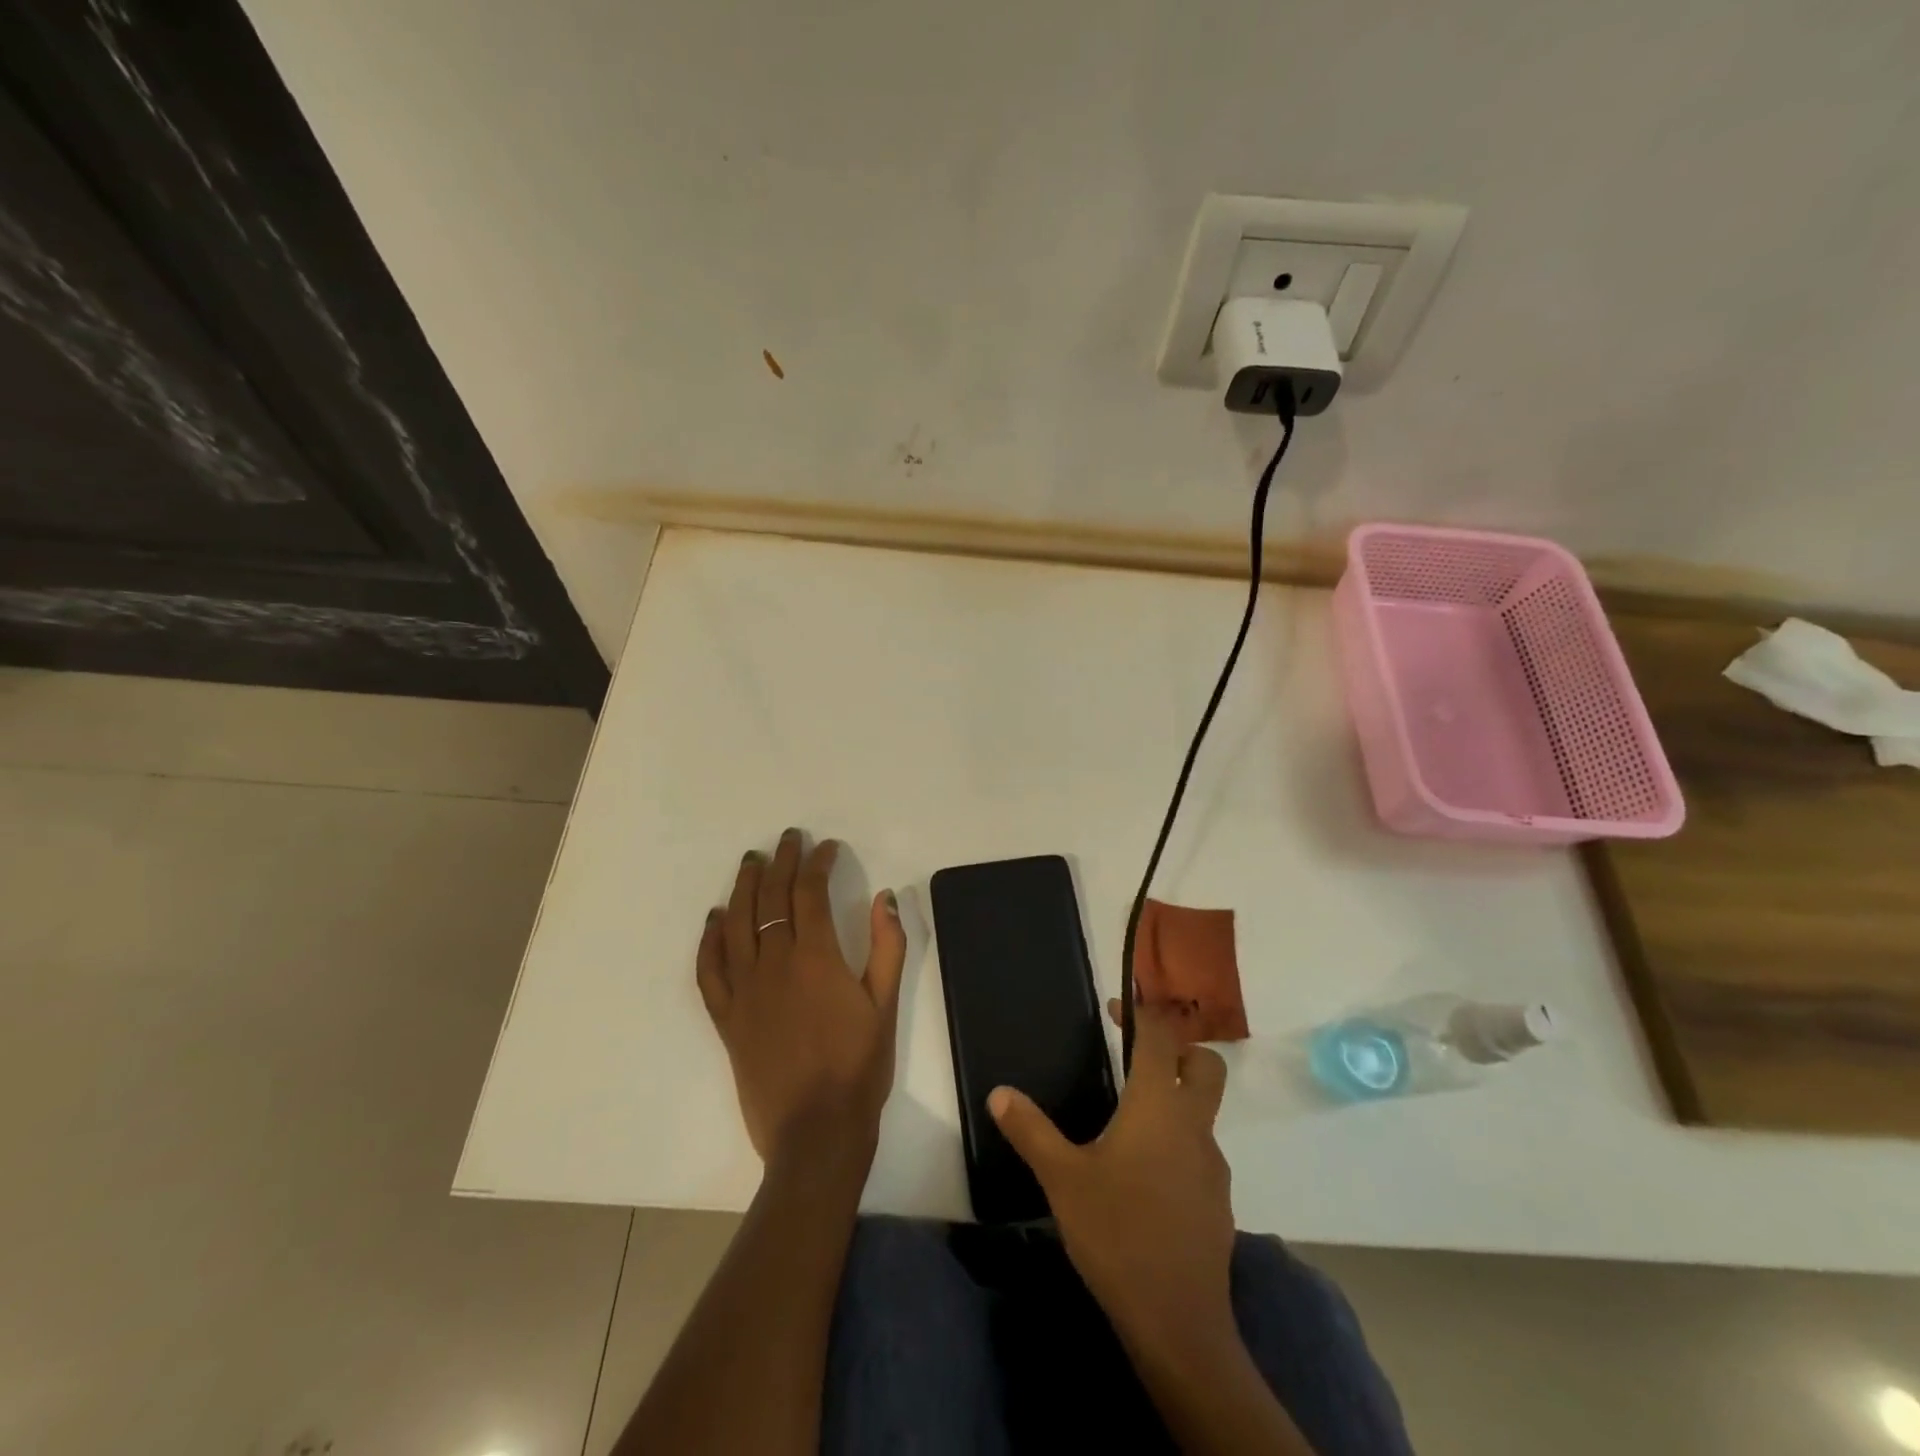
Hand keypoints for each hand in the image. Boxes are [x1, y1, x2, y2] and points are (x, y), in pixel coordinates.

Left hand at [696, 831, 905, 1168]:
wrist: (815, 1133)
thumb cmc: (858, 1068)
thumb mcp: (885, 1005)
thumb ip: (887, 946)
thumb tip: (884, 896)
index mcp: (815, 958)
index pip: (810, 892)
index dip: (817, 863)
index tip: (826, 847)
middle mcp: (773, 964)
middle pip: (771, 898)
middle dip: (781, 862)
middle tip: (787, 839)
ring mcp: (744, 991)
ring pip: (736, 924)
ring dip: (743, 887)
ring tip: (750, 861)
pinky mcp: (726, 1018)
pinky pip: (709, 970)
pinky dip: (709, 939)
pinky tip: (715, 918)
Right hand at [989, 1000, 1234, 1345]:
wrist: (1178, 1323)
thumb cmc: (1117, 1234)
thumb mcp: (1063, 1179)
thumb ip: (1031, 1131)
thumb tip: (999, 1092)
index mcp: (1158, 1106)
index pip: (1161, 1037)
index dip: (1142, 1012)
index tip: (1117, 1006)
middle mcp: (1193, 1125)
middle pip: (1205, 1065)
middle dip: (1180, 1048)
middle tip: (1139, 1057)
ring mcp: (1212, 1165)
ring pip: (1204, 1112)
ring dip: (1177, 1099)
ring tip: (1130, 1122)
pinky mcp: (1218, 1201)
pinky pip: (1200, 1152)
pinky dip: (1179, 1143)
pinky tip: (1145, 1176)